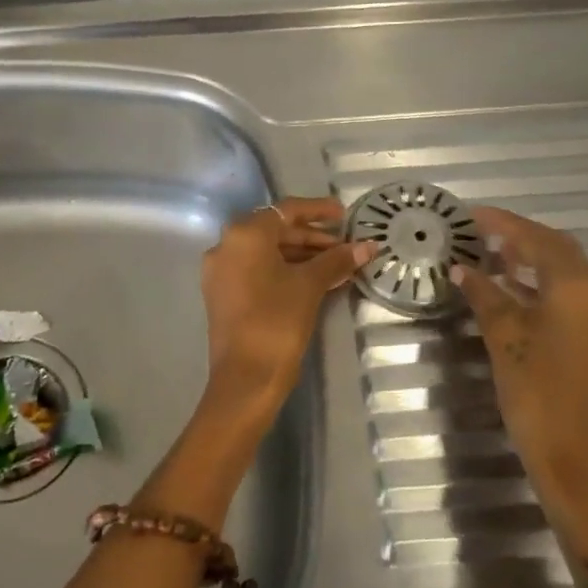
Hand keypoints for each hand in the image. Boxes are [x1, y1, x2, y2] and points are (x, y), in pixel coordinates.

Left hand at [199, 197, 370, 423]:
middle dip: (312, 237)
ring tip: (337, 266)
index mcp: (244, 234)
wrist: (245, 378)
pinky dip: (284, 271)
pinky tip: (314, 281)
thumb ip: (337, 260)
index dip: (318, 210)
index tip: (345, 215)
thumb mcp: (310, 286)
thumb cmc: (277, 321)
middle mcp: (225, 245)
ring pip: (266, 253)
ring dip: (301, 256)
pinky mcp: (222, 294)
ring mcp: (220, 272)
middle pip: (275, 231)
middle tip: (345, 247)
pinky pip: (257, 271)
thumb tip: (368, 246)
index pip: (286, 211)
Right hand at [453, 207, 587, 587]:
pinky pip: (575, 296)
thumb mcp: (504, 340)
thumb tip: (464, 269)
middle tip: (480, 234)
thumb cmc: (539, 397)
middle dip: (520, 238)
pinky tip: (515, 293)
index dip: (503, 223)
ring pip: (569, 273)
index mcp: (578, 287)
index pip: (537, 239)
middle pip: (559, 250)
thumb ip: (485, 296)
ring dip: (532, 262)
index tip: (471, 214)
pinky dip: (544, 286)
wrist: (585, 466)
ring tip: (491, 258)